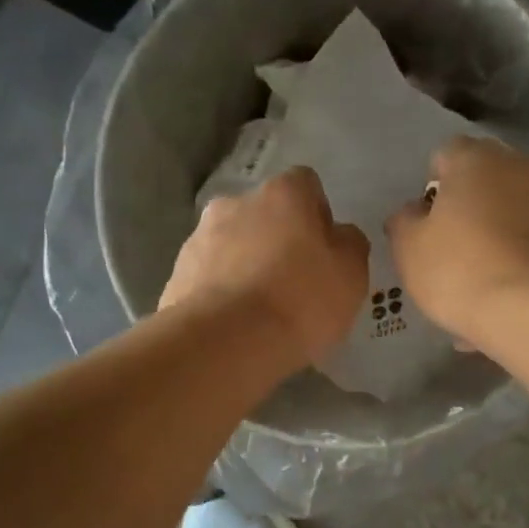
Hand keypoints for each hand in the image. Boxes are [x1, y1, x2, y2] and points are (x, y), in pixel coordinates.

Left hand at [160, 166, 370, 366]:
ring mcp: (200, 237)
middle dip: (278, 239)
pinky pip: (209, 276)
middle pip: (264, 215)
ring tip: (261, 310)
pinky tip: (236, 324)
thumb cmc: (301, 300)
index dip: (318, 215)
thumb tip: (338, 235)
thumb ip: (349, 244)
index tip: (324, 251)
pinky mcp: (177, 274)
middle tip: (294, 282)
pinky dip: (223, 292)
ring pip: (233, 244)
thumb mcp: (351, 274)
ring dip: (246, 264)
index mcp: (283, 194)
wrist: (226, 342)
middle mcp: (236, 203)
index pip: (306, 185)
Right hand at [386, 137, 528, 345]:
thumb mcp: (410, 249)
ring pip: (512, 220)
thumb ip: (404, 223)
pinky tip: (503, 306)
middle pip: (485, 186)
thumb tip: (414, 212)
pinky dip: (518, 269)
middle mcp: (522, 167)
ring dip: (495, 244)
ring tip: (477, 292)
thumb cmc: (463, 269)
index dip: (432, 190)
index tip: (426, 226)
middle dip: (468, 215)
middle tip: (451, 256)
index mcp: (477, 158)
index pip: (446, 156)